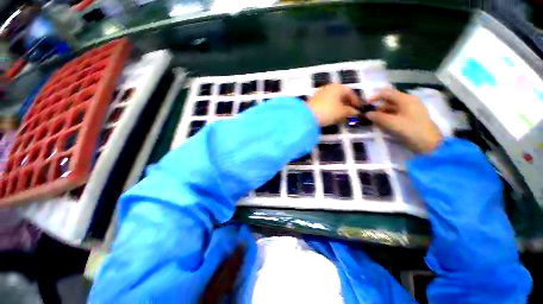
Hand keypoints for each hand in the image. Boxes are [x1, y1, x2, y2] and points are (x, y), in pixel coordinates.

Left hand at [307, 84, 359, 125]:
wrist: (307, 116)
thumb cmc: (328, 111)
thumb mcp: (342, 112)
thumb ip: (351, 111)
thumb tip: (356, 112)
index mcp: (338, 87)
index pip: (350, 92)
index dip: (355, 101)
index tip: (358, 109)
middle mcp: (329, 87)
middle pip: (341, 94)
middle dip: (346, 103)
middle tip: (350, 112)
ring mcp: (319, 93)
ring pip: (333, 99)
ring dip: (338, 106)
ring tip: (341, 115)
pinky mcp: (313, 100)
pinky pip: (325, 103)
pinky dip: (330, 107)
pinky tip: (330, 114)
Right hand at [366, 89, 442, 153]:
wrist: (429, 143)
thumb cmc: (411, 130)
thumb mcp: (392, 123)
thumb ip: (377, 117)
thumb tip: (367, 113)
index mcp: (405, 99)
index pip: (386, 93)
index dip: (374, 97)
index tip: (365, 105)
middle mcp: (408, 101)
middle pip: (388, 101)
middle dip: (377, 108)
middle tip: (368, 116)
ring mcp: (410, 110)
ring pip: (391, 108)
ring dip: (381, 114)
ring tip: (373, 122)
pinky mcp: (410, 118)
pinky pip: (395, 114)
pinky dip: (387, 118)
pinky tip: (382, 125)